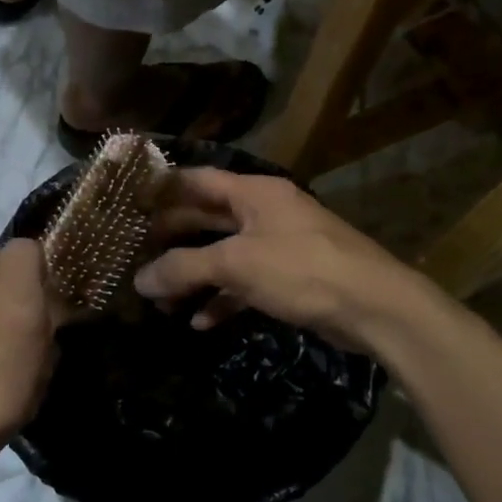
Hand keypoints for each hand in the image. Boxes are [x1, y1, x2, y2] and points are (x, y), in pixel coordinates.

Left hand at [0, 240, 58, 501]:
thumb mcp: (22, 312)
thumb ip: (25, 264)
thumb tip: (30, 248)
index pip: (23, 255)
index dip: (47, 283)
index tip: (57, 315)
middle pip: (8, 289)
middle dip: (31, 313)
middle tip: (44, 348)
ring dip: (14, 339)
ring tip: (23, 374)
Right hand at [133, 169, 424, 349]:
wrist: (373, 306)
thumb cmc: (301, 269)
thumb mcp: (237, 264)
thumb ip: (185, 268)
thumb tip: (139, 280)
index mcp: (254, 193)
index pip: (198, 180)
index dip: (162, 189)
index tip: (128, 204)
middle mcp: (265, 212)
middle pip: (207, 218)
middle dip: (173, 239)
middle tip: (135, 256)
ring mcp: (279, 246)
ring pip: (224, 255)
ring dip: (194, 275)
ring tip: (161, 299)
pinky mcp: (289, 279)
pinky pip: (245, 283)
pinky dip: (222, 299)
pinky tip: (199, 321)